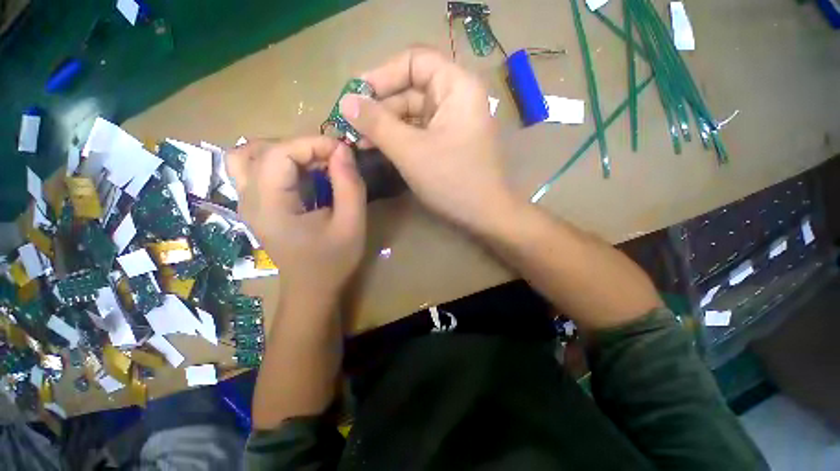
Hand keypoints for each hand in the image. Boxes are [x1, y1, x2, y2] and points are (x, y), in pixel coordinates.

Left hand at [225, 137, 366, 296]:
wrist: (312, 288)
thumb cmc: (333, 261)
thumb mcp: (351, 225)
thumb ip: (350, 186)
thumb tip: (343, 150)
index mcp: (270, 207)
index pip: (279, 154)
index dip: (313, 143)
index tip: (343, 151)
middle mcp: (249, 199)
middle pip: (261, 149)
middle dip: (302, 146)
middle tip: (332, 159)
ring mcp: (247, 202)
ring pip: (249, 155)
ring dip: (285, 151)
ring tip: (315, 164)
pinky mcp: (255, 205)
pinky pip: (256, 169)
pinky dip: (280, 162)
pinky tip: (304, 175)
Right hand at [340, 46, 515, 233]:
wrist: (484, 215)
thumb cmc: (452, 180)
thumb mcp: (411, 151)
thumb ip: (377, 124)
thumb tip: (345, 102)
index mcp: (457, 87)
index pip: (414, 62)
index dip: (382, 75)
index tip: (355, 95)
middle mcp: (457, 99)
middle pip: (411, 90)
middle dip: (380, 107)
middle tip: (351, 125)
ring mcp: (453, 123)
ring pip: (413, 114)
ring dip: (386, 126)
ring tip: (359, 141)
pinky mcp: (449, 143)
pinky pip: (420, 132)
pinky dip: (399, 139)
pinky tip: (379, 149)